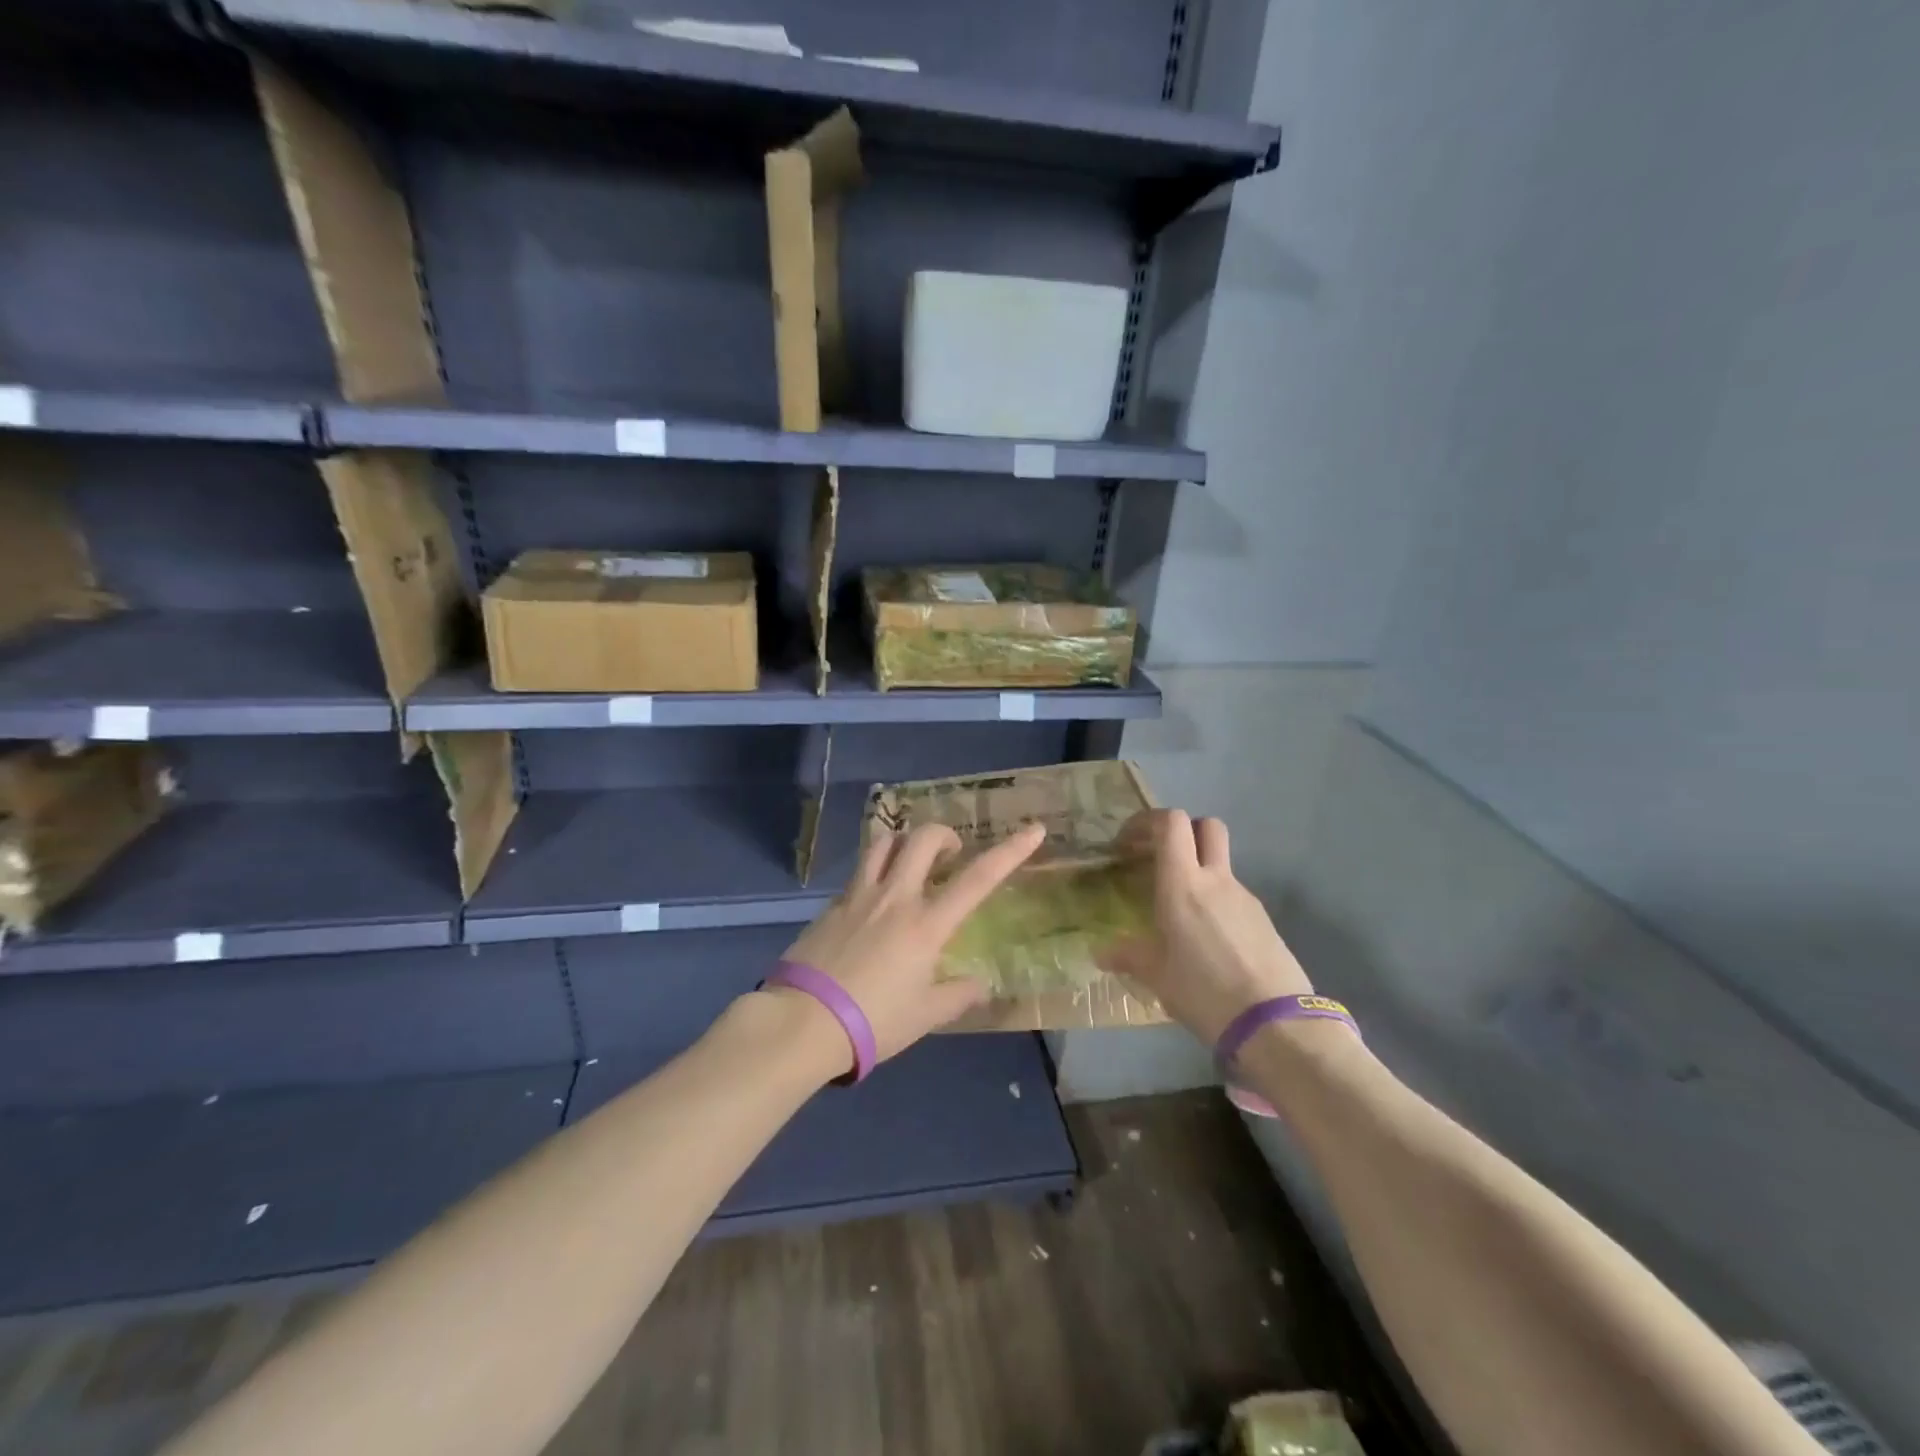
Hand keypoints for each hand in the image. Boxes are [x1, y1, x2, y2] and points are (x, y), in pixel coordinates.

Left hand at [772, 821, 1047, 1066]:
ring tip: (912, 863)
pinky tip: (875, 902)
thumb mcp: (925, 1016)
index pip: (977, 879)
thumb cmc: (873, 1021)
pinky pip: (860, 872)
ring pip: (884, 843)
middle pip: (922, 839)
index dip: (1010, 851)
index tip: (1033, 829)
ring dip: (905, 843)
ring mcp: (859, 896)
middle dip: (944, 834)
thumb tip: (980, 985)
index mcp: (926, 924)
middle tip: (951, 854)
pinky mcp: (832, 904)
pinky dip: (876, 872)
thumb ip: (957, 995)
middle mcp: (895, 898)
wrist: (803, 1022)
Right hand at [1102, 809, 1311, 1045]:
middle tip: (1159, 858)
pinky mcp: (1264, 920)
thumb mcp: (1157, 976)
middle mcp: (1216, 879)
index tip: (1128, 842)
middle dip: (1182, 832)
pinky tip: (1207, 939)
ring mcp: (1245, 897)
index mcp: (1183, 883)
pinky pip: (1233, 896)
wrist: (1275, 1024)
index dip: (1148, 822)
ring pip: (1220, 864)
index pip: (1172, 823)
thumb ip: (1128, 956)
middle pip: (1206, 827)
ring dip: (1199, 871)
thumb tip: (1101, 953)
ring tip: (1179, 911)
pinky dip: (1216, 902)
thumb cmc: (1204, 991)